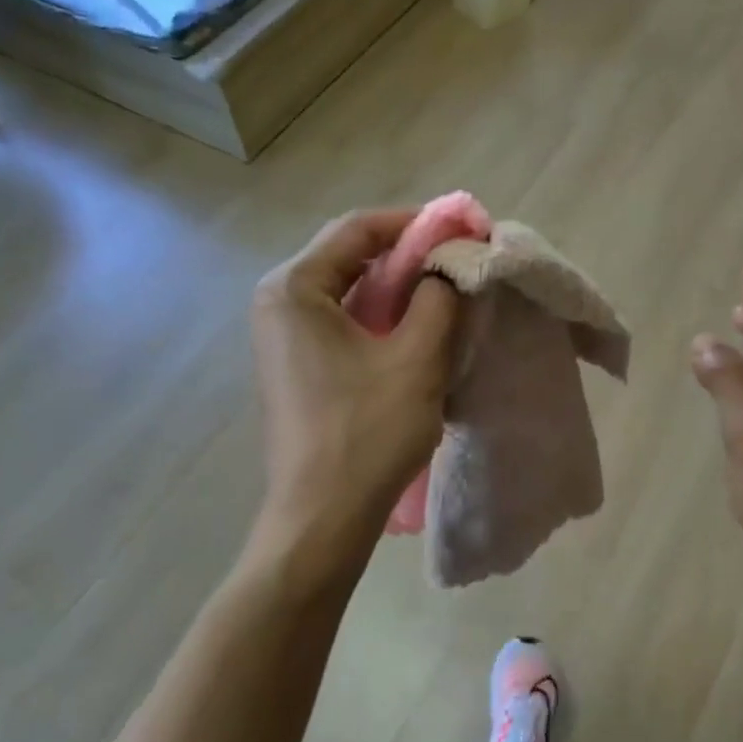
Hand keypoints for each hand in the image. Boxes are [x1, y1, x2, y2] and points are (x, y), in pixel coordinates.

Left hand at [251, 209, 459, 532]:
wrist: (322, 519)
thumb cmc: (367, 433)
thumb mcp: (417, 358)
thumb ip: (439, 297)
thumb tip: (449, 266)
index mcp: (295, 288)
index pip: (358, 229)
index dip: (415, 223)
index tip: (463, 229)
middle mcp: (279, 303)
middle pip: (350, 257)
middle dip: (409, 256)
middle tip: (460, 262)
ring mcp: (283, 338)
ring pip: (350, 293)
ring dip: (399, 289)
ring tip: (449, 294)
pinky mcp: (297, 367)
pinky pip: (344, 324)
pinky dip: (383, 319)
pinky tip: (420, 332)